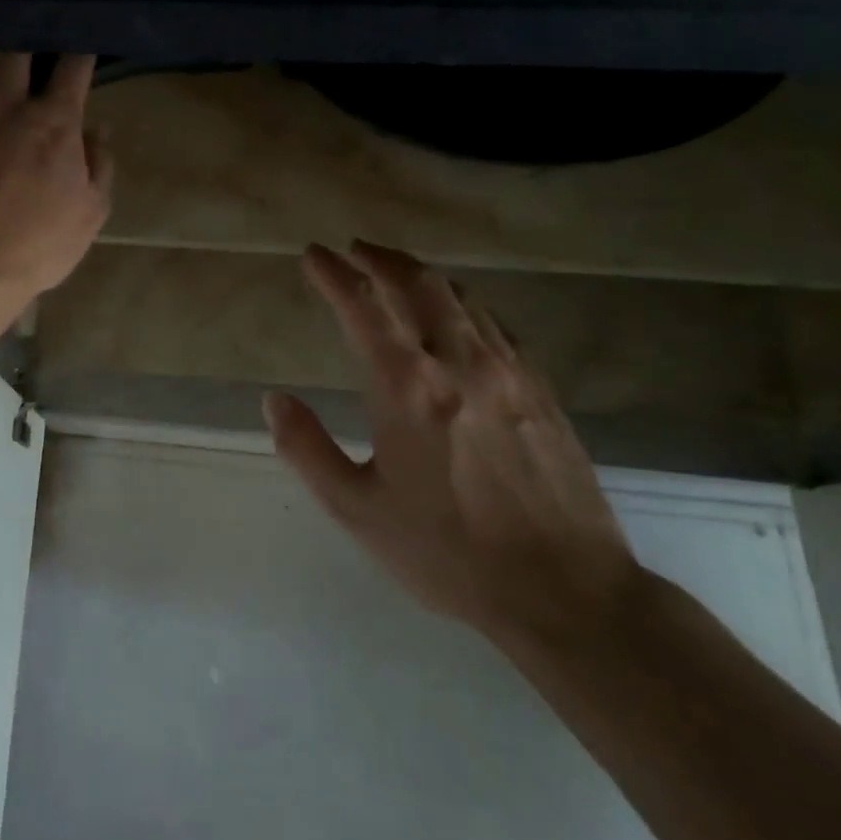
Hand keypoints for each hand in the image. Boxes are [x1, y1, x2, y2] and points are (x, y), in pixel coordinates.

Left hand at [0, 52, 112, 299]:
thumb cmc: (36, 244)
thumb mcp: (89, 213)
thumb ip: (99, 166)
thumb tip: (97, 130)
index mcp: (53, 120)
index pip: (72, 65)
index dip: (78, 48)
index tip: (79, 44)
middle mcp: (4, 102)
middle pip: (14, 46)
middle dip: (23, 32)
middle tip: (24, 31)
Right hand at [263, 241, 643, 650]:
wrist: (566, 591)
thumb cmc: (450, 553)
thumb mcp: (358, 511)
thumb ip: (307, 450)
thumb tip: (274, 400)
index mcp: (408, 388)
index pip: (363, 307)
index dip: (333, 274)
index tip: (313, 254)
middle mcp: (459, 363)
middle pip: (418, 283)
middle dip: (380, 258)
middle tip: (354, 249)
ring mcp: (508, 372)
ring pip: (461, 297)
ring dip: (421, 274)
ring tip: (397, 271)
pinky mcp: (540, 389)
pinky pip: (495, 324)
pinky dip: (463, 304)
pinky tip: (458, 316)